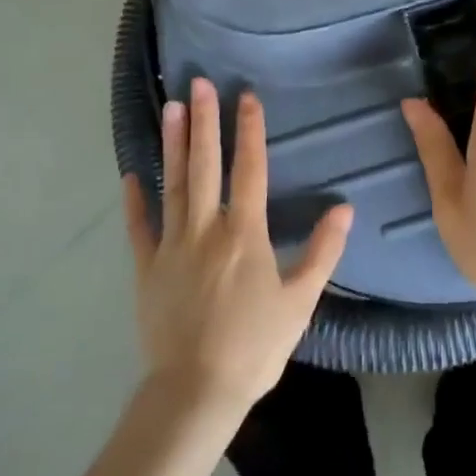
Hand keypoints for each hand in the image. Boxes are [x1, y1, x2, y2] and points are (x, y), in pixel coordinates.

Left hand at [121, 78, 351, 428]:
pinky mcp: (147, 268)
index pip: (249, 169)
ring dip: (172, 145)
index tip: (245, 97)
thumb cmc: (255, 346)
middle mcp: (206, 229)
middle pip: (205, 165)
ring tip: (170, 108)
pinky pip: (139, 228)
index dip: (248, 130)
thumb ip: (324, 250)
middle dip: (203, 121)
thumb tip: (345, 207)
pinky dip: (134, 201)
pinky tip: (130, 174)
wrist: (196, 391)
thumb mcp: (301, 300)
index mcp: (244, 233)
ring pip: (173, 185)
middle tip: (198, 83)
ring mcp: (171, 246)